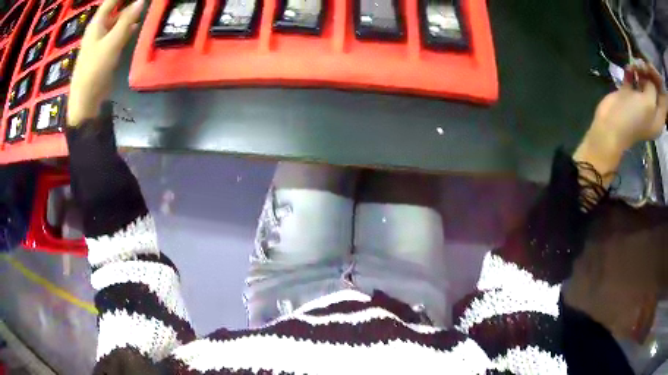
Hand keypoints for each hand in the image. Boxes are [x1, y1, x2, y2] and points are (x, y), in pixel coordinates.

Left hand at [67, 0, 142, 126]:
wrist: (86, 100)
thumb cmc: (95, 69)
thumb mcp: (112, 42)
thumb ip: (126, 21)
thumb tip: (141, 1)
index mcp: (97, 24)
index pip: (111, 2)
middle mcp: (99, 29)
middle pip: (115, 9)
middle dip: (128, 3)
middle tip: (142, 1)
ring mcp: (102, 41)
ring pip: (117, 21)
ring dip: (129, 15)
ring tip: (143, 8)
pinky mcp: (106, 52)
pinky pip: (118, 34)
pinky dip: (127, 28)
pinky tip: (137, 26)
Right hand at [575, 61, 667, 189]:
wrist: (611, 125)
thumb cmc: (634, 118)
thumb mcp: (649, 104)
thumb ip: (653, 89)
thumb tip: (650, 80)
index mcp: (660, 116)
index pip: (665, 103)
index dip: (663, 92)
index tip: (659, 77)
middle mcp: (653, 108)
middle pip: (657, 87)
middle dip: (653, 73)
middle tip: (647, 64)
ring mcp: (642, 100)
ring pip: (647, 80)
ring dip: (643, 69)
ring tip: (637, 64)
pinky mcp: (631, 94)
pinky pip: (635, 78)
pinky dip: (633, 71)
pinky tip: (630, 68)